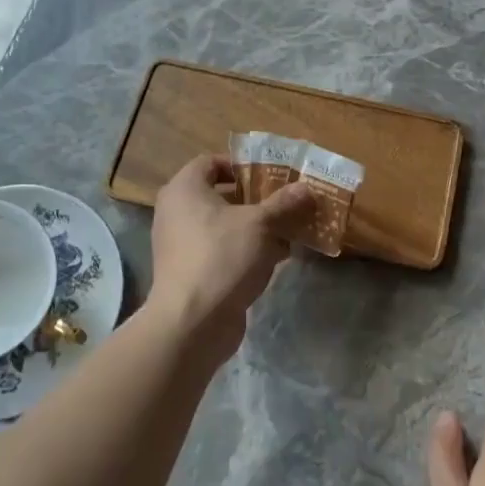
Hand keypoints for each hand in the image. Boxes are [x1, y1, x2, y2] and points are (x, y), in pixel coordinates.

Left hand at [147, 155, 313, 364]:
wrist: (192, 322)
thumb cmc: (222, 257)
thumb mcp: (261, 224)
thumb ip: (284, 203)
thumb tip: (306, 188)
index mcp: (185, 189)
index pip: (211, 162)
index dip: (242, 165)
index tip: (271, 175)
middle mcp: (177, 212)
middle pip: (221, 195)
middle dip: (257, 200)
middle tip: (287, 202)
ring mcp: (182, 245)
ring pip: (225, 226)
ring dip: (257, 228)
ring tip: (290, 230)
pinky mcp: (192, 272)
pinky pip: (223, 251)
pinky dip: (247, 251)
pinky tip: (277, 259)